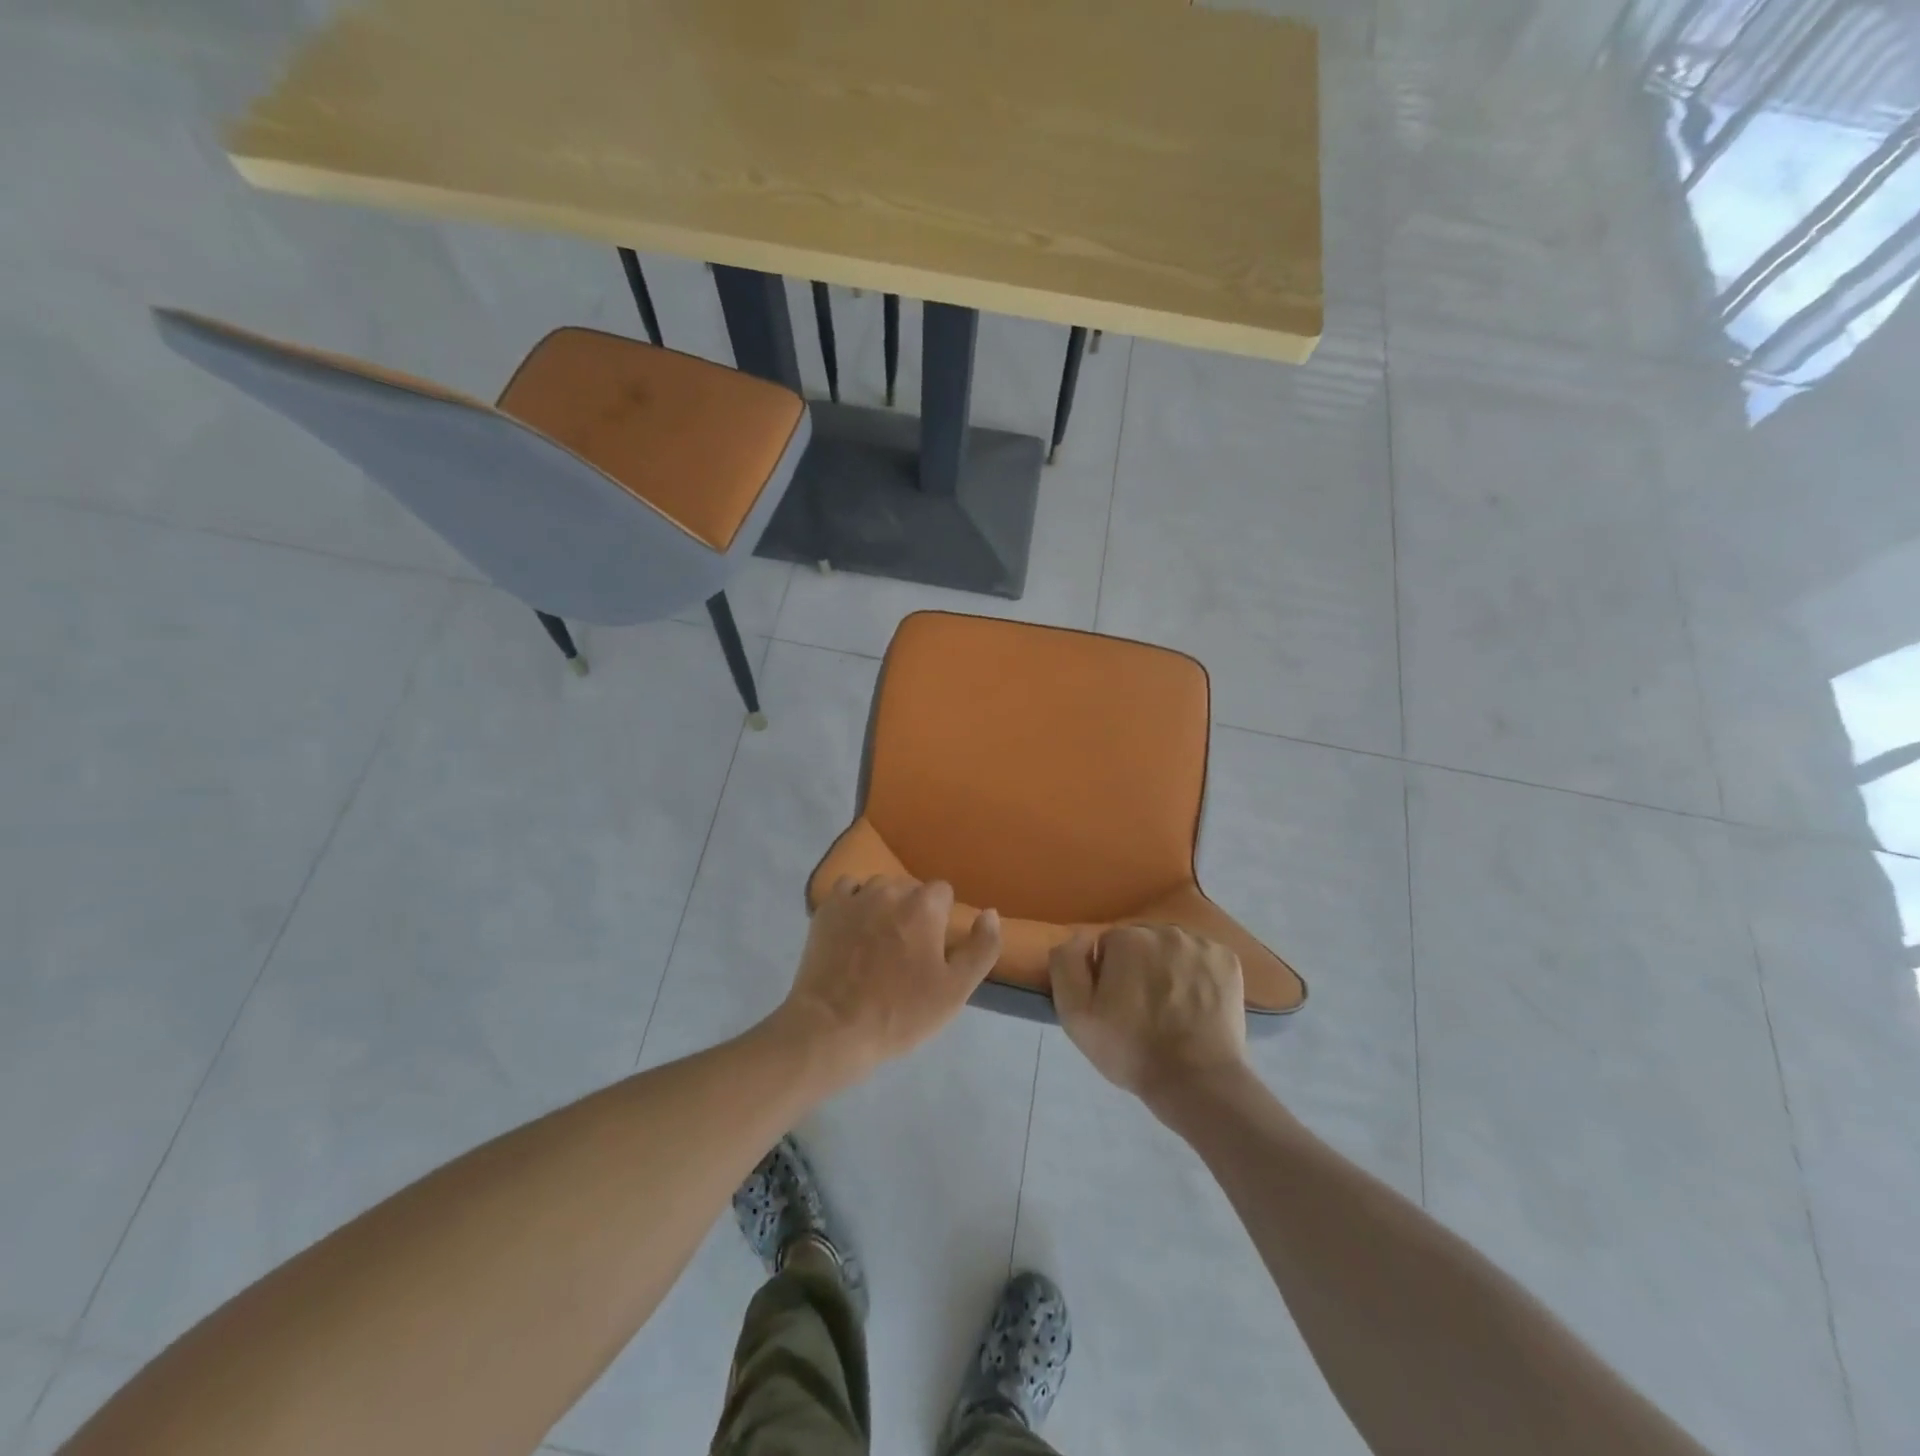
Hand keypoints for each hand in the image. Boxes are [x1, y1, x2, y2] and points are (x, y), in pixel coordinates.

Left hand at [777, 876, 1000, 1084]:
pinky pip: (847, 890)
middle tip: (906, 953)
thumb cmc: (900, 1012)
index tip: (934, 950)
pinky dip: (854, 903)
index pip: (943, 893)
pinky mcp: (827, 909)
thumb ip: (982, 947)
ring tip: (877, 944)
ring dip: (884, 907)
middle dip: (914, 912)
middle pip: (911, 890)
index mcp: (924, 906)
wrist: (833, 1029)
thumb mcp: (956, 990)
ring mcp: (855, 897)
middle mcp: (890, 890)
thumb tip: (989, 913)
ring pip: (879, 888)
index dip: (942, 920)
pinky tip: (852, 930)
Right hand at [1049, 924, 1247, 1105]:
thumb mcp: (1075, 1014)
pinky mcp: (1228, 960)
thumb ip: (1066, 964)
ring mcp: (1201, 944)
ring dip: (1168, 968)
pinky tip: (1196, 1003)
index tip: (1116, 1006)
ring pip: (1173, 949)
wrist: (1196, 1082)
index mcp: (1126, 938)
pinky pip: (1202, 958)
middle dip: (1138, 967)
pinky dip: (1198, 974)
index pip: (1107, 946)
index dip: (1107, 977)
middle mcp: (1165, 930)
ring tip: (1172, 1008)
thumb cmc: (1130, 1049)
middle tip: (1142, 1009)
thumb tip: (1078, 937)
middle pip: (1141, 943)